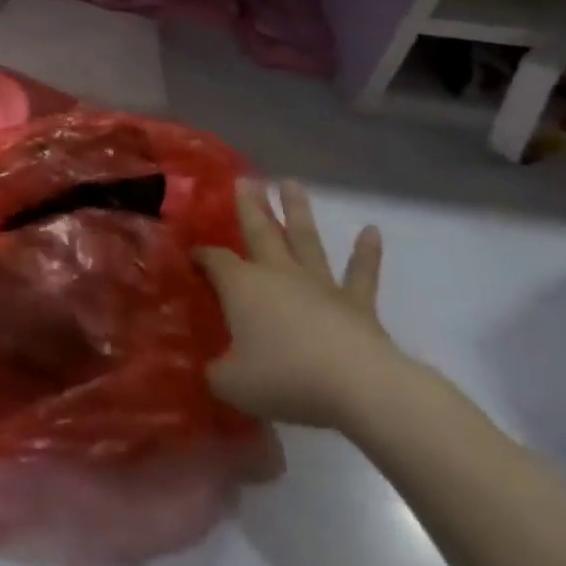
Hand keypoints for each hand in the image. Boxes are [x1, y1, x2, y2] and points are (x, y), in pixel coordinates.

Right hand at [196, 179, 402, 430]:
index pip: (214, 260)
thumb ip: (217, 373)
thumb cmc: (286, 378)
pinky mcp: (356, 303)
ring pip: (305, 239)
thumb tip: (212, 370)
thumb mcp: (232, 384)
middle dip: (250, 206)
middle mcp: (277, 273)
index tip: (192, 255)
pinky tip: (372, 231)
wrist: (358, 386)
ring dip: (298, 211)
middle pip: (259, 231)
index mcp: (241, 286)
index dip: (201, 255)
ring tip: (291, 183)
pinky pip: (361, 274)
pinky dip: (366, 253)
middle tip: (246, 179)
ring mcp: (318, 284)